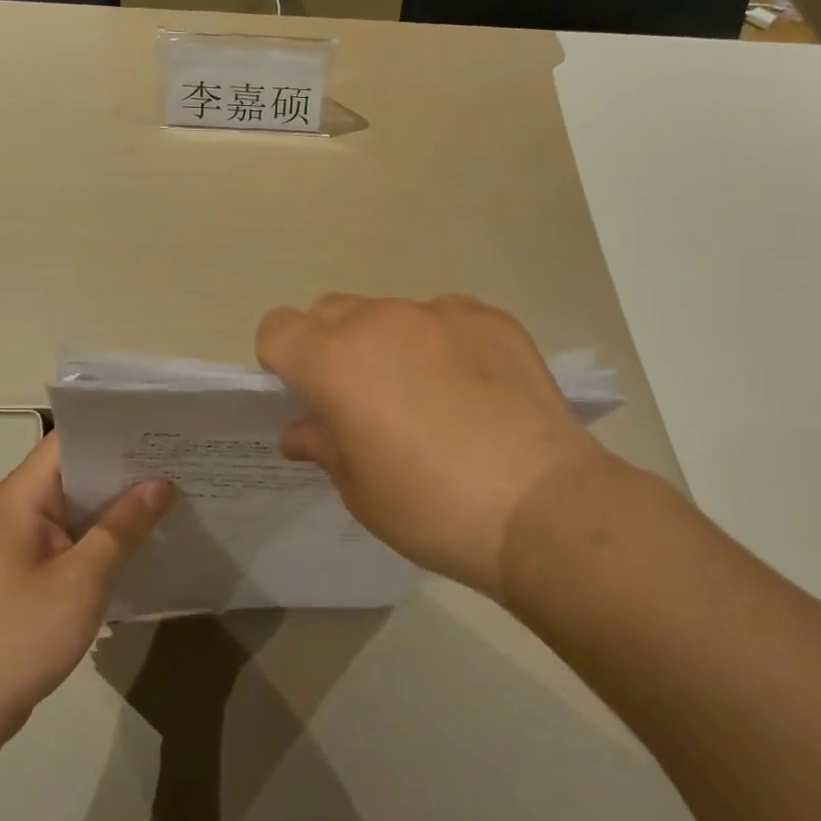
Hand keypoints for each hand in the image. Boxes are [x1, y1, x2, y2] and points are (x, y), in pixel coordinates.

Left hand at [0, 434, 173, 757]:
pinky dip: (106, 537)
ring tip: (177, 493)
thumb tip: (161, 483)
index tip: (164, 428)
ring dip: (121, 505)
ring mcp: (23, 543)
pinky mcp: (29, 574)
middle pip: (79, 471)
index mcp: (23, 496)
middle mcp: (19, 509)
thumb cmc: (17, 633)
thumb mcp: (82, 578)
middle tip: (183, 459)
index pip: (72, 440)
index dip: (117, 429)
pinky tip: (146, 542)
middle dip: (129, 467)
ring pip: (80, 508)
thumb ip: (123, 526)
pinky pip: (75, 539)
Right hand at [256, 294, 619, 597]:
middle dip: (330, 347)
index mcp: (335, 360)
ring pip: (390, 313)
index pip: (278, 329)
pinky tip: (473, 389)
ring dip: (389, 344)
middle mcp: (381, 321)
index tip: (307, 397)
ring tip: (428, 396)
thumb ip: (324, 445)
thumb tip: (302, 430)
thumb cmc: (433, 509)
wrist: (542, 507)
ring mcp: (440, 313)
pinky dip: (443, 343)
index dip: (283, 362)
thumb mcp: (361, 491)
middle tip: (362, 399)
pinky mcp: (491, 318)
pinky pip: (446, 318)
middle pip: (331, 312)